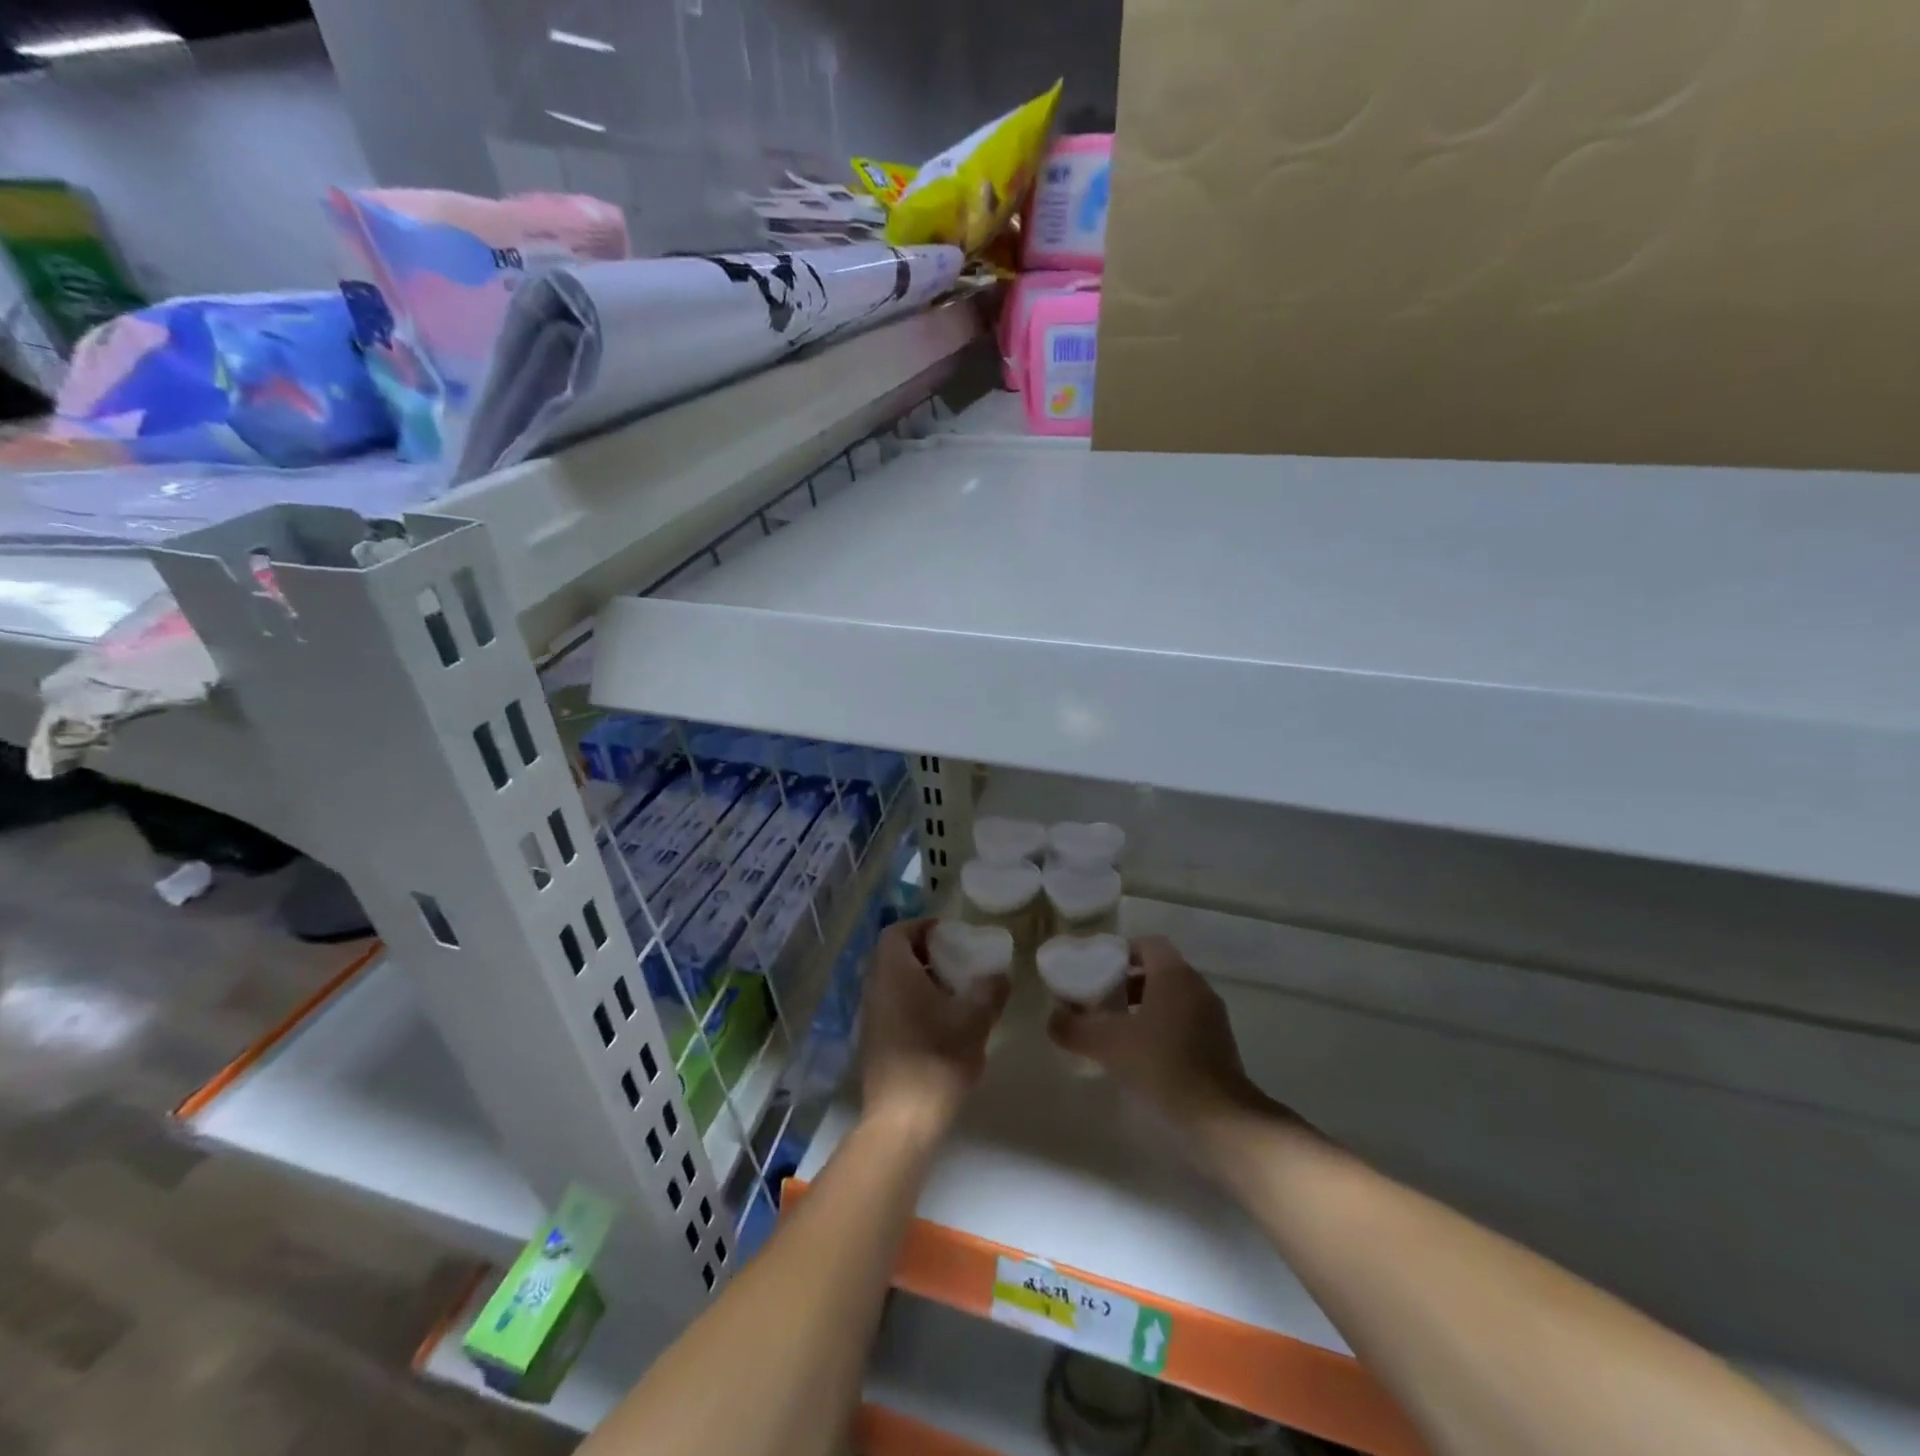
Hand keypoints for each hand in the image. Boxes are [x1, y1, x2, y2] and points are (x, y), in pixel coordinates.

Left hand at [859, 918, 1009, 1134]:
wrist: (902, 1119)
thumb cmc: (937, 1057)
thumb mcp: (975, 1019)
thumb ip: (990, 990)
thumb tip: (999, 975)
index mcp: (893, 972)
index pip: (897, 932)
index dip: (921, 926)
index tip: (948, 933)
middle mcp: (875, 988)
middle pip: (894, 956)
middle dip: (925, 953)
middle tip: (957, 960)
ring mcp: (871, 1017)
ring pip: (893, 983)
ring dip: (920, 980)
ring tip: (954, 992)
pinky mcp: (874, 1042)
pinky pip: (892, 1006)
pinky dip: (913, 1002)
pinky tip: (941, 1023)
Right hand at [1048, 935, 1273, 1129]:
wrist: (1219, 1117)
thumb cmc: (1162, 1064)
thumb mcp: (1107, 1044)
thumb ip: (1073, 1027)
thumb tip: (1052, 1019)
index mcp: (1174, 974)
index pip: (1147, 944)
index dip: (1120, 952)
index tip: (1097, 971)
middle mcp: (1197, 987)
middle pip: (1159, 971)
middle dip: (1127, 982)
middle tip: (1100, 1001)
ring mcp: (1212, 1017)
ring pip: (1172, 998)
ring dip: (1144, 1007)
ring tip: (1117, 1031)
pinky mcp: (1220, 1046)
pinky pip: (1185, 1022)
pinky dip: (1162, 1029)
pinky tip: (1142, 1056)